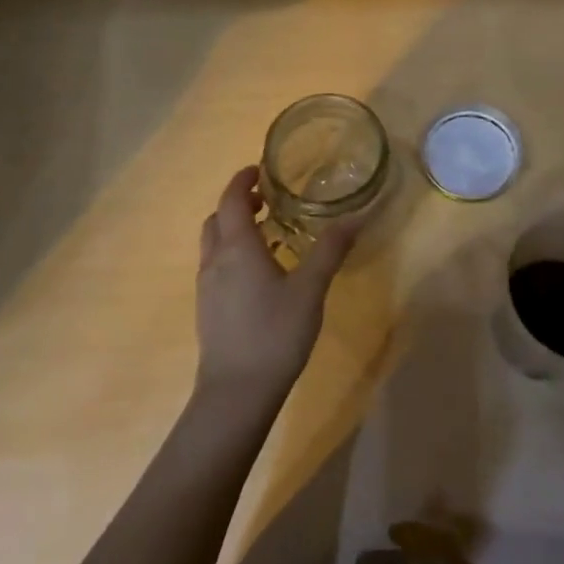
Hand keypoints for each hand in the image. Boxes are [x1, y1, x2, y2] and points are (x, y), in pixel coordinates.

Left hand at [195, 166, 359, 407]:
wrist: (237, 392)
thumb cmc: (275, 332)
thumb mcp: (310, 289)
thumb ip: (330, 250)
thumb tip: (356, 217)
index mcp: (237, 248)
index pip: (231, 200)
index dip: (243, 180)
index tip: (261, 171)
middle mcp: (215, 261)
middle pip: (217, 219)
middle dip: (237, 203)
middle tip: (267, 201)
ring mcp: (207, 287)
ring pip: (213, 244)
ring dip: (233, 229)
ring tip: (267, 235)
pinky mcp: (207, 309)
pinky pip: (216, 266)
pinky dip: (233, 254)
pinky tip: (260, 274)